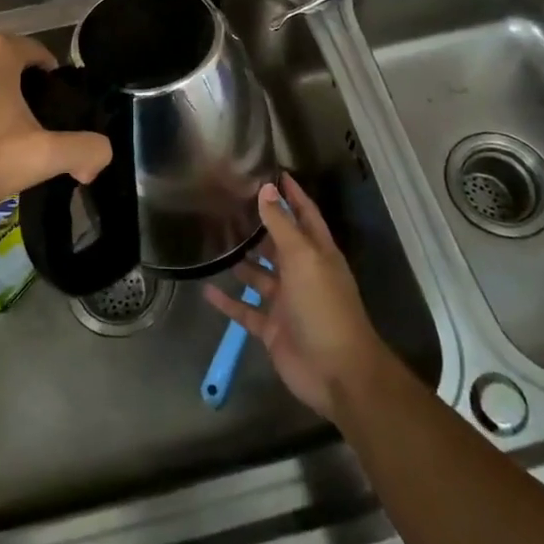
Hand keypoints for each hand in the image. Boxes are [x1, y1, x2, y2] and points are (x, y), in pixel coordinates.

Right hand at [201, 174, 390, 420]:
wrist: (336, 372)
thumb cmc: (324, 306)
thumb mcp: (303, 258)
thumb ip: (282, 224)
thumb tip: (266, 188)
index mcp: (317, 253)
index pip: (305, 214)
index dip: (292, 193)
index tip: (272, 171)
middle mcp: (302, 273)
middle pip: (278, 243)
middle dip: (259, 225)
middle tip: (227, 204)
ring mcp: (286, 302)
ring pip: (259, 275)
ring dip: (241, 261)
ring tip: (213, 240)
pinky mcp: (271, 328)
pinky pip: (245, 310)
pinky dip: (228, 301)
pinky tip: (206, 288)